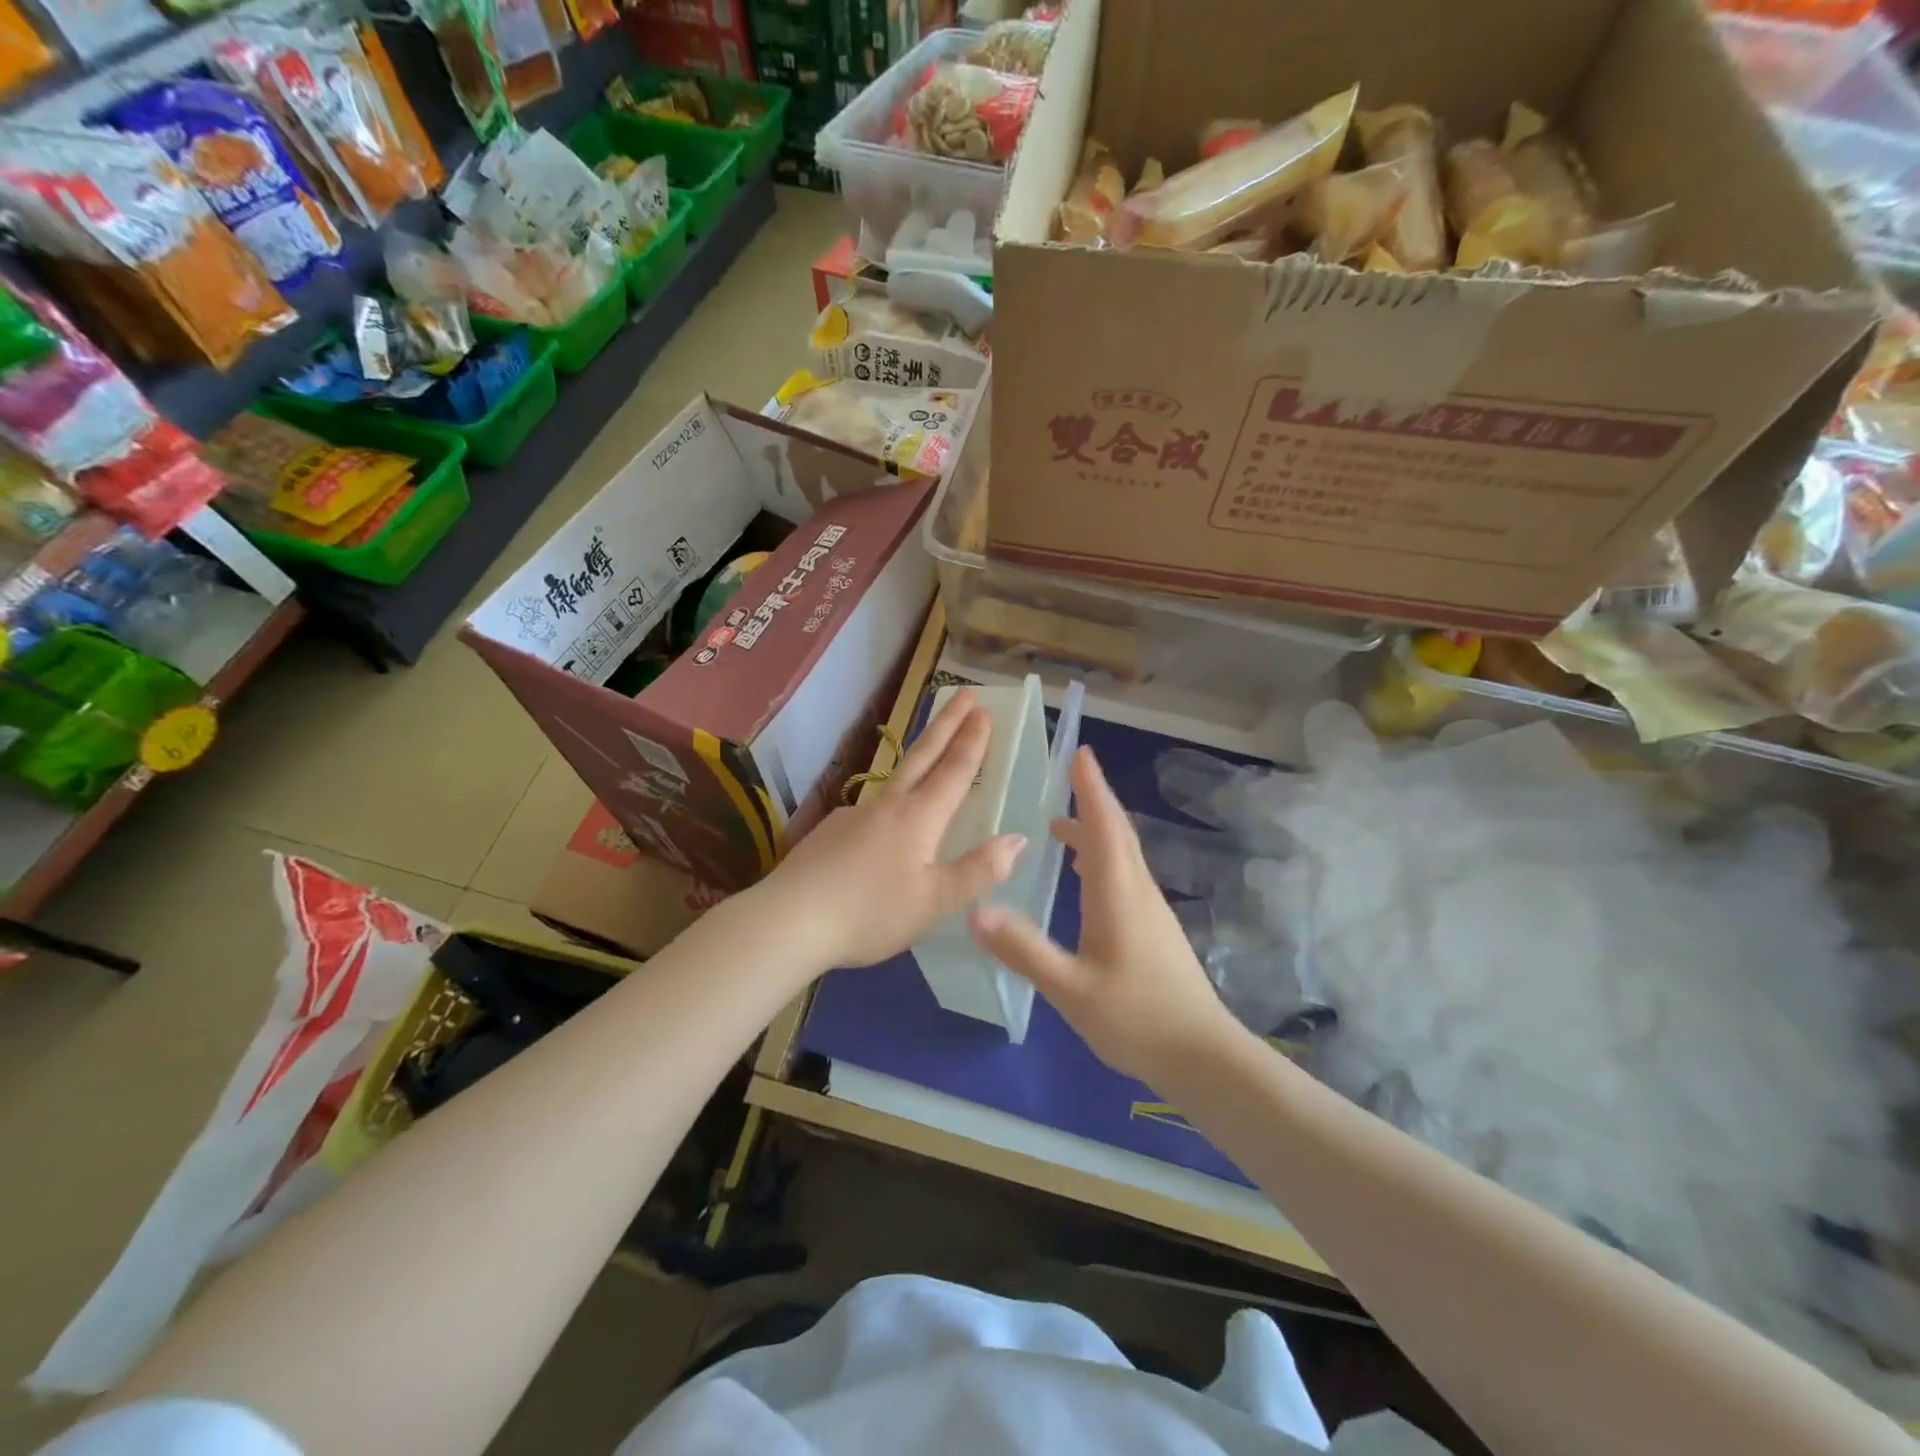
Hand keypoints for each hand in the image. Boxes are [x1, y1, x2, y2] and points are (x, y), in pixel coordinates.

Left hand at [754, 688, 1025, 971]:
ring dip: (920, 754)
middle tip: (965, 693)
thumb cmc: (870, 913)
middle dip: (947, 723)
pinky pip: (872, 807)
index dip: (972, 741)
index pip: (953, 771)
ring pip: (896, 777)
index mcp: (918, 818)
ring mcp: (855, 815)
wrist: (790, 919)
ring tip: (932, 749)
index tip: (984, 710)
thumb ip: (978, 871)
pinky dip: (891, 799)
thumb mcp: (934, 902)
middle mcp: (888, 806)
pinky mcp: (831, 832)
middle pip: (923, 755)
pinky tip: (886, 823)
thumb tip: (1018, 839)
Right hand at [969, 746, 1244, 1084]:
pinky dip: (1102, 858)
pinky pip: (1125, 876)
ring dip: (1096, 831)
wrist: (1203, 1057)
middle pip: (1117, 833)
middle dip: (1093, 800)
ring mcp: (1151, 910)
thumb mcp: (1070, 989)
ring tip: (1061, 827)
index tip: (1081, 754)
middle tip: (1068, 776)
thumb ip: (1024, 950)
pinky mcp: (1154, 929)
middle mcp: (1138, 891)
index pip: (1104, 826)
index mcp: (1118, 893)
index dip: (1092, 788)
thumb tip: (976, 911)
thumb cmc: (1136, 1019)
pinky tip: (1085, 877)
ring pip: (1122, 855)